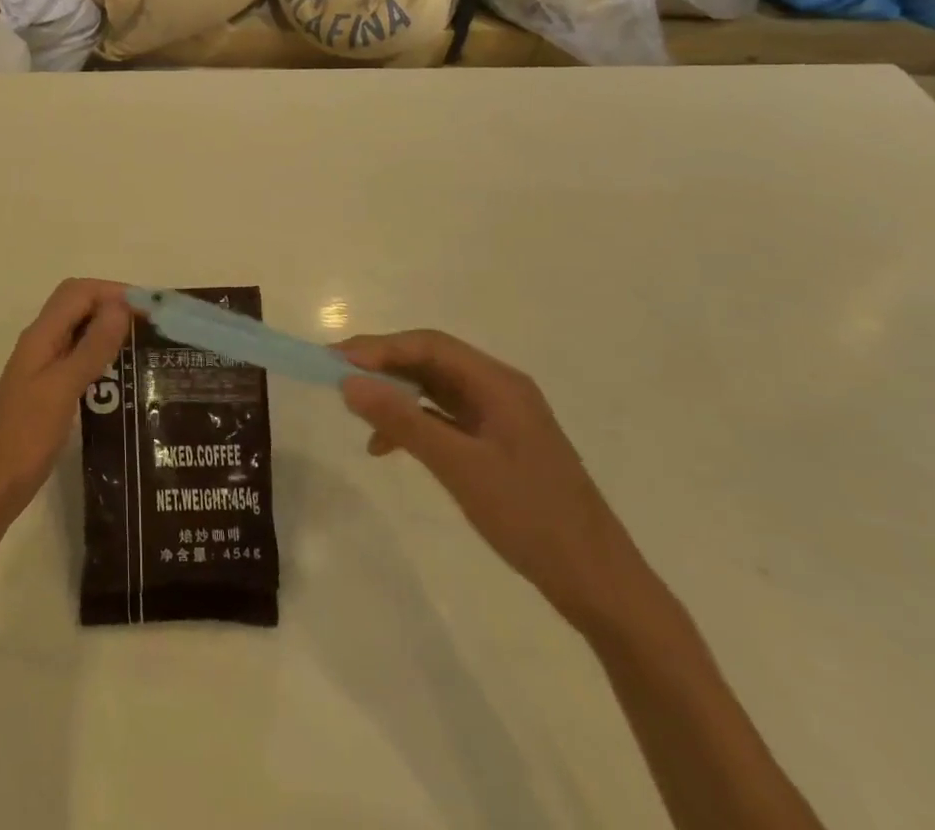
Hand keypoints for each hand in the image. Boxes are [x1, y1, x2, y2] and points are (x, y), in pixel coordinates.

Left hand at [0, 279, 131, 534]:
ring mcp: (44, 366)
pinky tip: (125, 375)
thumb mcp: (61, 389)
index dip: (113, 290)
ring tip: (147, 345)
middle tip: (152, 324)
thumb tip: (121, 306)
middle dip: (114, 304)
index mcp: (41, 336)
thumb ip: (91, 348)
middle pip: (78, 305)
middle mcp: (42, 343)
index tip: (151, 307)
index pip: (78, 292)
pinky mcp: (50, 389)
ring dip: (110, 328)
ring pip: (80, 330)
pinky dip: (103, 354)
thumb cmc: (24, 437)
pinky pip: (79, 357)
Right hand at [336, 331, 658, 634]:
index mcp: (499, 384)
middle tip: (335, 374)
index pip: (429, 346)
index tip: (335, 360)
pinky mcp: (498, 445)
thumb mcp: (460, 467)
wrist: (600, 587)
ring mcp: (500, 419)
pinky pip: (444, 418)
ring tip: (354, 405)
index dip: (379, 348)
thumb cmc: (532, 518)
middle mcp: (500, 390)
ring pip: (435, 388)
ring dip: (395, 393)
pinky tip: (386, 446)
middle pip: (431, 360)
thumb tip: (348, 382)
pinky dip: (413, 423)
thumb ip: (403, 421)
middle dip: (382, 365)